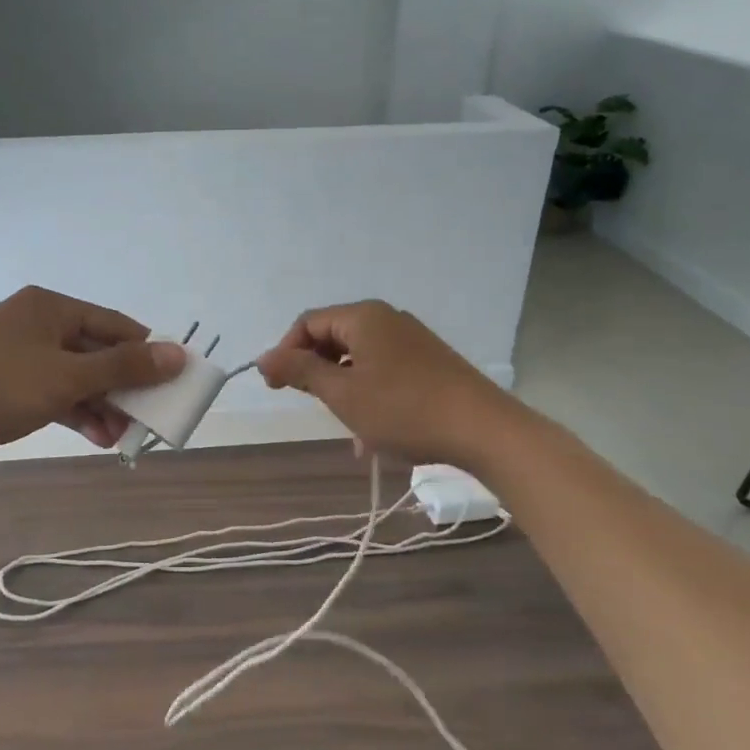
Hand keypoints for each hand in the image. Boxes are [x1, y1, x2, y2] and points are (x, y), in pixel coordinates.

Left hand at [0, 286, 185, 469]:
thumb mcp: (65, 376)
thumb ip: (123, 366)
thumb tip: (178, 354)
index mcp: (52, 308)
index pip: (116, 325)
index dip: (147, 353)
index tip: (173, 383)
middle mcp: (38, 325)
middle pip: (97, 352)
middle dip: (123, 386)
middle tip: (148, 418)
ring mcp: (20, 356)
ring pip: (76, 377)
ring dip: (101, 404)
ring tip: (122, 437)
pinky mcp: (7, 385)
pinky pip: (53, 394)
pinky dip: (75, 412)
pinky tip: (96, 437)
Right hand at [257, 300, 500, 465]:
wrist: (485, 430)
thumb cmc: (404, 410)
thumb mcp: (343, 394)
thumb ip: (300, 371)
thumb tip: (264, 357)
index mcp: (363, 317)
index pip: (308, 323)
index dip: (286, 352)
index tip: (276, 387)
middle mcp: (387, 319)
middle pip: (333, 337)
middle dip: (315, 371)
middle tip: (309, 405)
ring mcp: (411, 340)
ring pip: (358, 358)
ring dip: (342, 388)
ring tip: (345, 428)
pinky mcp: (429, 361)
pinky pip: (383, 369)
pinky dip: (368, 393)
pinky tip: (372, 432)